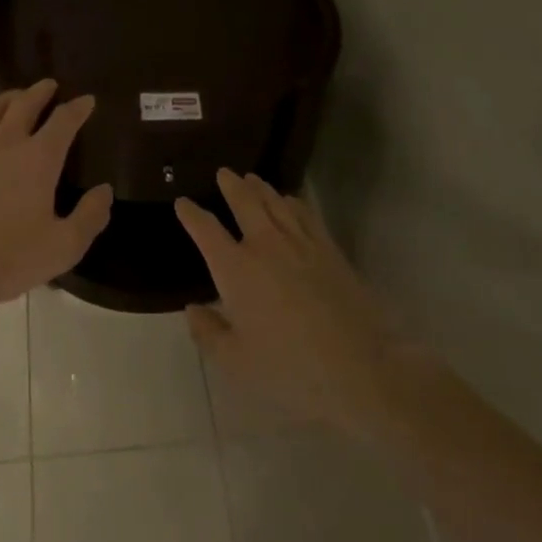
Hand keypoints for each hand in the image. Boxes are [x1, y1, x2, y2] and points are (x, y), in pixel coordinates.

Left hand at [0, 80, 112, 309]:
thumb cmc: (8, 258)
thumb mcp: (63, 247)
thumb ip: (89, 216)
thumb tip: (105, 190)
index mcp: (39, 158)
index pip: (64, 120)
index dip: (78, 108)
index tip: (87, 100)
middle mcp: (6, 142)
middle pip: (25, 103)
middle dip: (41, 91)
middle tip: (50, 85)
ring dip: (7, 98)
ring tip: (15, 96)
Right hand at [176, 170, 402, 435]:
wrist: (359, 368)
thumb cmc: (290, 369)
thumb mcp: (237, 362)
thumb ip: (209, 333)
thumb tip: (192, 309)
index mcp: (235, 269)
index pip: (206, 230)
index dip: (191, 214)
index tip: (182, 203)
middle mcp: (264, 244)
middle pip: (244, 202)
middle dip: (231, 185)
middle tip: (224, 173)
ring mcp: (300, 243)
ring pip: (275, 202)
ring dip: (260, 188)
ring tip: (252, 179)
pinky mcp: (329, 249)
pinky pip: (306, 214)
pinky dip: (293, 202)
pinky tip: (291, 201)